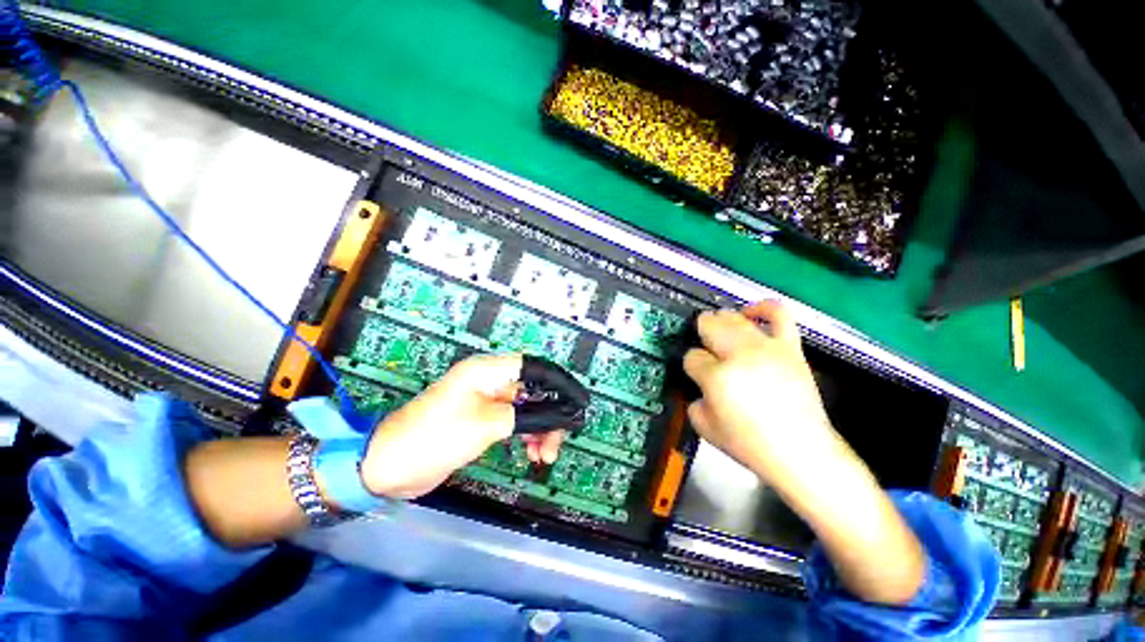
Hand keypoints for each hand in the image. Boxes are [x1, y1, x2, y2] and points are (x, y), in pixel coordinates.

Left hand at [359, 353, 564, 499]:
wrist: (389, 466)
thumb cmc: (436, 437)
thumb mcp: (487, 424)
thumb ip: (526, 416)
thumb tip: (559, 414)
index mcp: (488, 371)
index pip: (534, 367)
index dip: (559, 382)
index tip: (578, 402)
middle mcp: (490, 381)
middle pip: (533, 390)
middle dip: (550, 415)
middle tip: (557, 443)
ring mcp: (487, 401)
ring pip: (527, 408)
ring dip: (540, 429)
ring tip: (544, 456)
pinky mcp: (482, 420)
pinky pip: (514, 422)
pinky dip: (526, 435)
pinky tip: (532, 453)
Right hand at [683, 301, 836, 484]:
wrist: (801, 452)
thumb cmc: (750, 444)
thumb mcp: (704, 427)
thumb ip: (693, 399)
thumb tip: (699, 383)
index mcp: (717, 377)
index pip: (692, 356)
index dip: (691, 364)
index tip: (697, 375)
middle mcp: (740, 356)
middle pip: (710, 327)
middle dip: (701, 334)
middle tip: (703, 346)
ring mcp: (767, 348)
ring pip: (734, 318)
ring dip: (721, 321)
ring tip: (719, 329)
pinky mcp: (789, 347)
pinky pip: (777, 314)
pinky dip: (762, 308)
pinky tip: (750, 312)